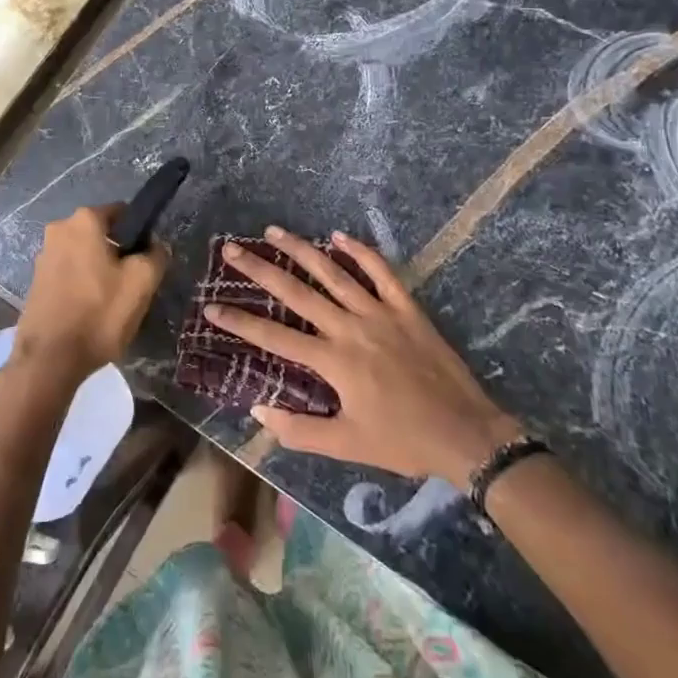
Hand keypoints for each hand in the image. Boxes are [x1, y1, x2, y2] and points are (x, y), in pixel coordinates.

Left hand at [15, 204, 168, 385]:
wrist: (49, 360)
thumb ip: (156, 255)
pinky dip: (82, 284)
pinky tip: (91, 310)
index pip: (123, 213)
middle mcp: (59, 229)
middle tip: (132, 284)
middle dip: (118, 253)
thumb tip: (156, 246)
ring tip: (112, 302)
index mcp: (84, 220)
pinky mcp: (36, 281)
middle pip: (102, 234)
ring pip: (85, 255)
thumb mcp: (142, 282)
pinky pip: (69, 273)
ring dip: (99, 270)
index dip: (140, 234)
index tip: (147, 260)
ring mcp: (44, 255)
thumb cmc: (98, 314)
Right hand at [205, 227, 522, 487]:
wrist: (466, 433)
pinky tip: (339, 236)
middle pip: (297, 292)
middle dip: (260, 269)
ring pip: (334, 273)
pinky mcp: (406, 307)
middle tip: (233, 248)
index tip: (211, 306)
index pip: (275, 338)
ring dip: (302, 250)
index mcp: (334, 361)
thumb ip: (300, 431)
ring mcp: (380, 312)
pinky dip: (361, 252)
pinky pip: (381, 272)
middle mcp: (350, 327)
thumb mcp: (347, 446)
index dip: (240, 322)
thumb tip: (258, 411)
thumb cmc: (403, 441)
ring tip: (275, 231)